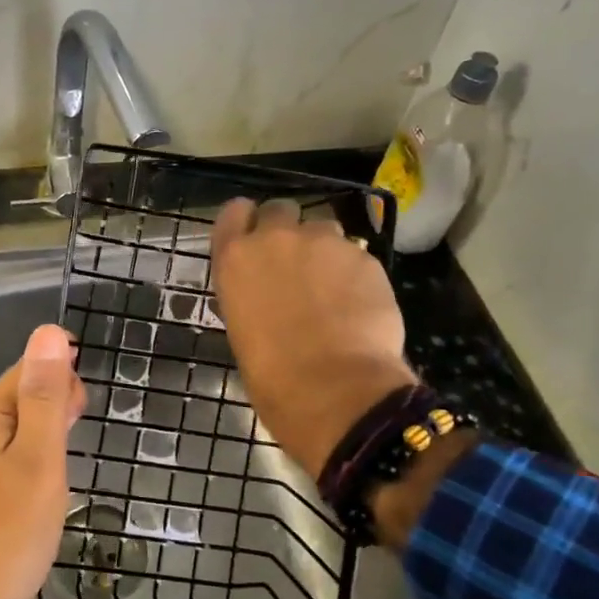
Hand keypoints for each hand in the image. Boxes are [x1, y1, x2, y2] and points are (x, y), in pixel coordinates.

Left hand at [0, 324, 83, 598]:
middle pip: (21, 398)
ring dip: (50, 426)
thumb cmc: (9, 531)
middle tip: (86, 414)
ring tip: (78, 435)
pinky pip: (17, 462)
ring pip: (20, 432)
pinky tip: (56, 475)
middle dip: (56, 395)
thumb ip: (44, 396)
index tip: (89, 388)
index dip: (58, 368)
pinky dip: (41, 456)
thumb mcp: (37, 457)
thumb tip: (49, 332)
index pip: (24, 371)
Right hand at [210, 198, 416, 480]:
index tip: (254, 237)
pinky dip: (355, 274)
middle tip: (296, 264)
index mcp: (235, 257)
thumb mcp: (241, 329)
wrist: (333, 388)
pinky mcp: (364, 256)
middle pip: (280, 210)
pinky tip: (359, 305)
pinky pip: (356, 255)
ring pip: (324, 228)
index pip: (234, 212)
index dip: (247, 221)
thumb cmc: (271, 375)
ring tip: (333, 287)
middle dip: (288, 230)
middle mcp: (275, 238)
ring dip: (324, 250)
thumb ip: (250, 296)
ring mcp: (323, 242)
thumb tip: (265, 296)